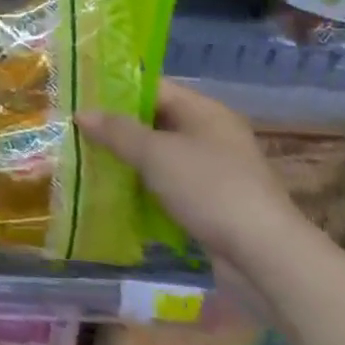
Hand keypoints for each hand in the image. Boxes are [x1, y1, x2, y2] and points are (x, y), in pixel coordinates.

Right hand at [76, 78, 305, 270]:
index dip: (116, 89)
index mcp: (204, 111)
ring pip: (161, 156)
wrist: (266, 258)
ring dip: (130, 160)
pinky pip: (170, 185)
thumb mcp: (155, 154)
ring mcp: (215, 171)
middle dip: (118, 127)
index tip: (81, 96)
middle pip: (156, 121)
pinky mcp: (213, 204)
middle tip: (77, 129)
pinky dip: (145, 187)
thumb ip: (116, 130)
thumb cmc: (209, 189)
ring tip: (88, 160)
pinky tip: (116, 194)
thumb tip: (81, 112)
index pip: (153, 87)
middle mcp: (212, 134)